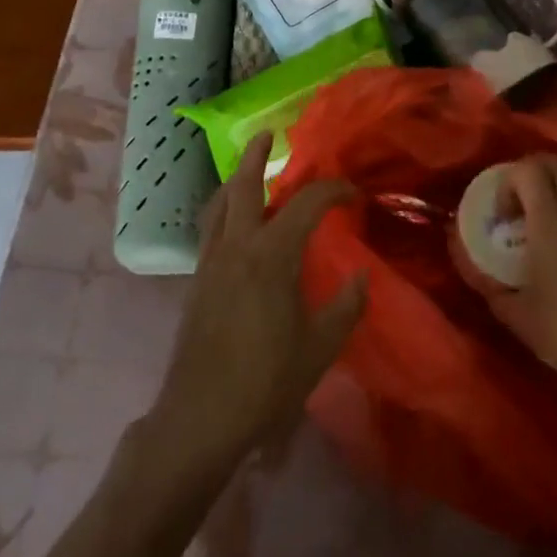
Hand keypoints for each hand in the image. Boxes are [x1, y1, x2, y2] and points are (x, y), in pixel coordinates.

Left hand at [145, 133, 367, 478]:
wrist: (198, 420)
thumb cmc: (265, 383)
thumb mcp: (320, 348)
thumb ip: (346, 306)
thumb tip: (361, 276)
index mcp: (272, 255)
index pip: (307, 203)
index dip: (333, 190)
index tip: (354, 195)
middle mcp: (237, 246)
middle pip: (243, 186)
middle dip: (256, 157)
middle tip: (268, 136)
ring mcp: (210, 263)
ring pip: (219, 204)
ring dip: (234, 180)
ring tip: (247, 170)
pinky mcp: (195, 283)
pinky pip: (209, 229)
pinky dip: (223, 210)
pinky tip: (233, 223)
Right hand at [476, 155, 556, 411]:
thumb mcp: (518, 317)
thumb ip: (491, 287)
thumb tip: (474, 270)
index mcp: (551, 223)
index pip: (529, 169)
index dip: (509, 181)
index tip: (502, 215)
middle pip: (555, 164)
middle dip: (531, 174)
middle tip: (520, 207)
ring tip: (547, 233)